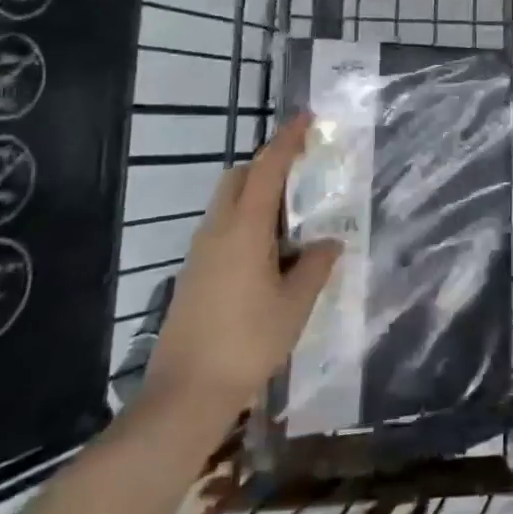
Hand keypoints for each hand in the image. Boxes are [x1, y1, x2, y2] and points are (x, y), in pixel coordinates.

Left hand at [140, 115, 342, 433]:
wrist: (184, 394)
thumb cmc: (247, 342)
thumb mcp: (295, 304)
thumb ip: (315, 266)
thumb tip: (328, 244)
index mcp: (244, 229)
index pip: (267, 169)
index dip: (287, 140)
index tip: (306, 119)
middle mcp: (217, 231)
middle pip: (239, 178)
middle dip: (267, 164)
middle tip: (301, 172)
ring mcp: (199, 253)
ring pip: (227, 204)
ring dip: (256, 195)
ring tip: (291, 217)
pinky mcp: (193, 275)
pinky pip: (222, 229)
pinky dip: (245, 222)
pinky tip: (268, 254)